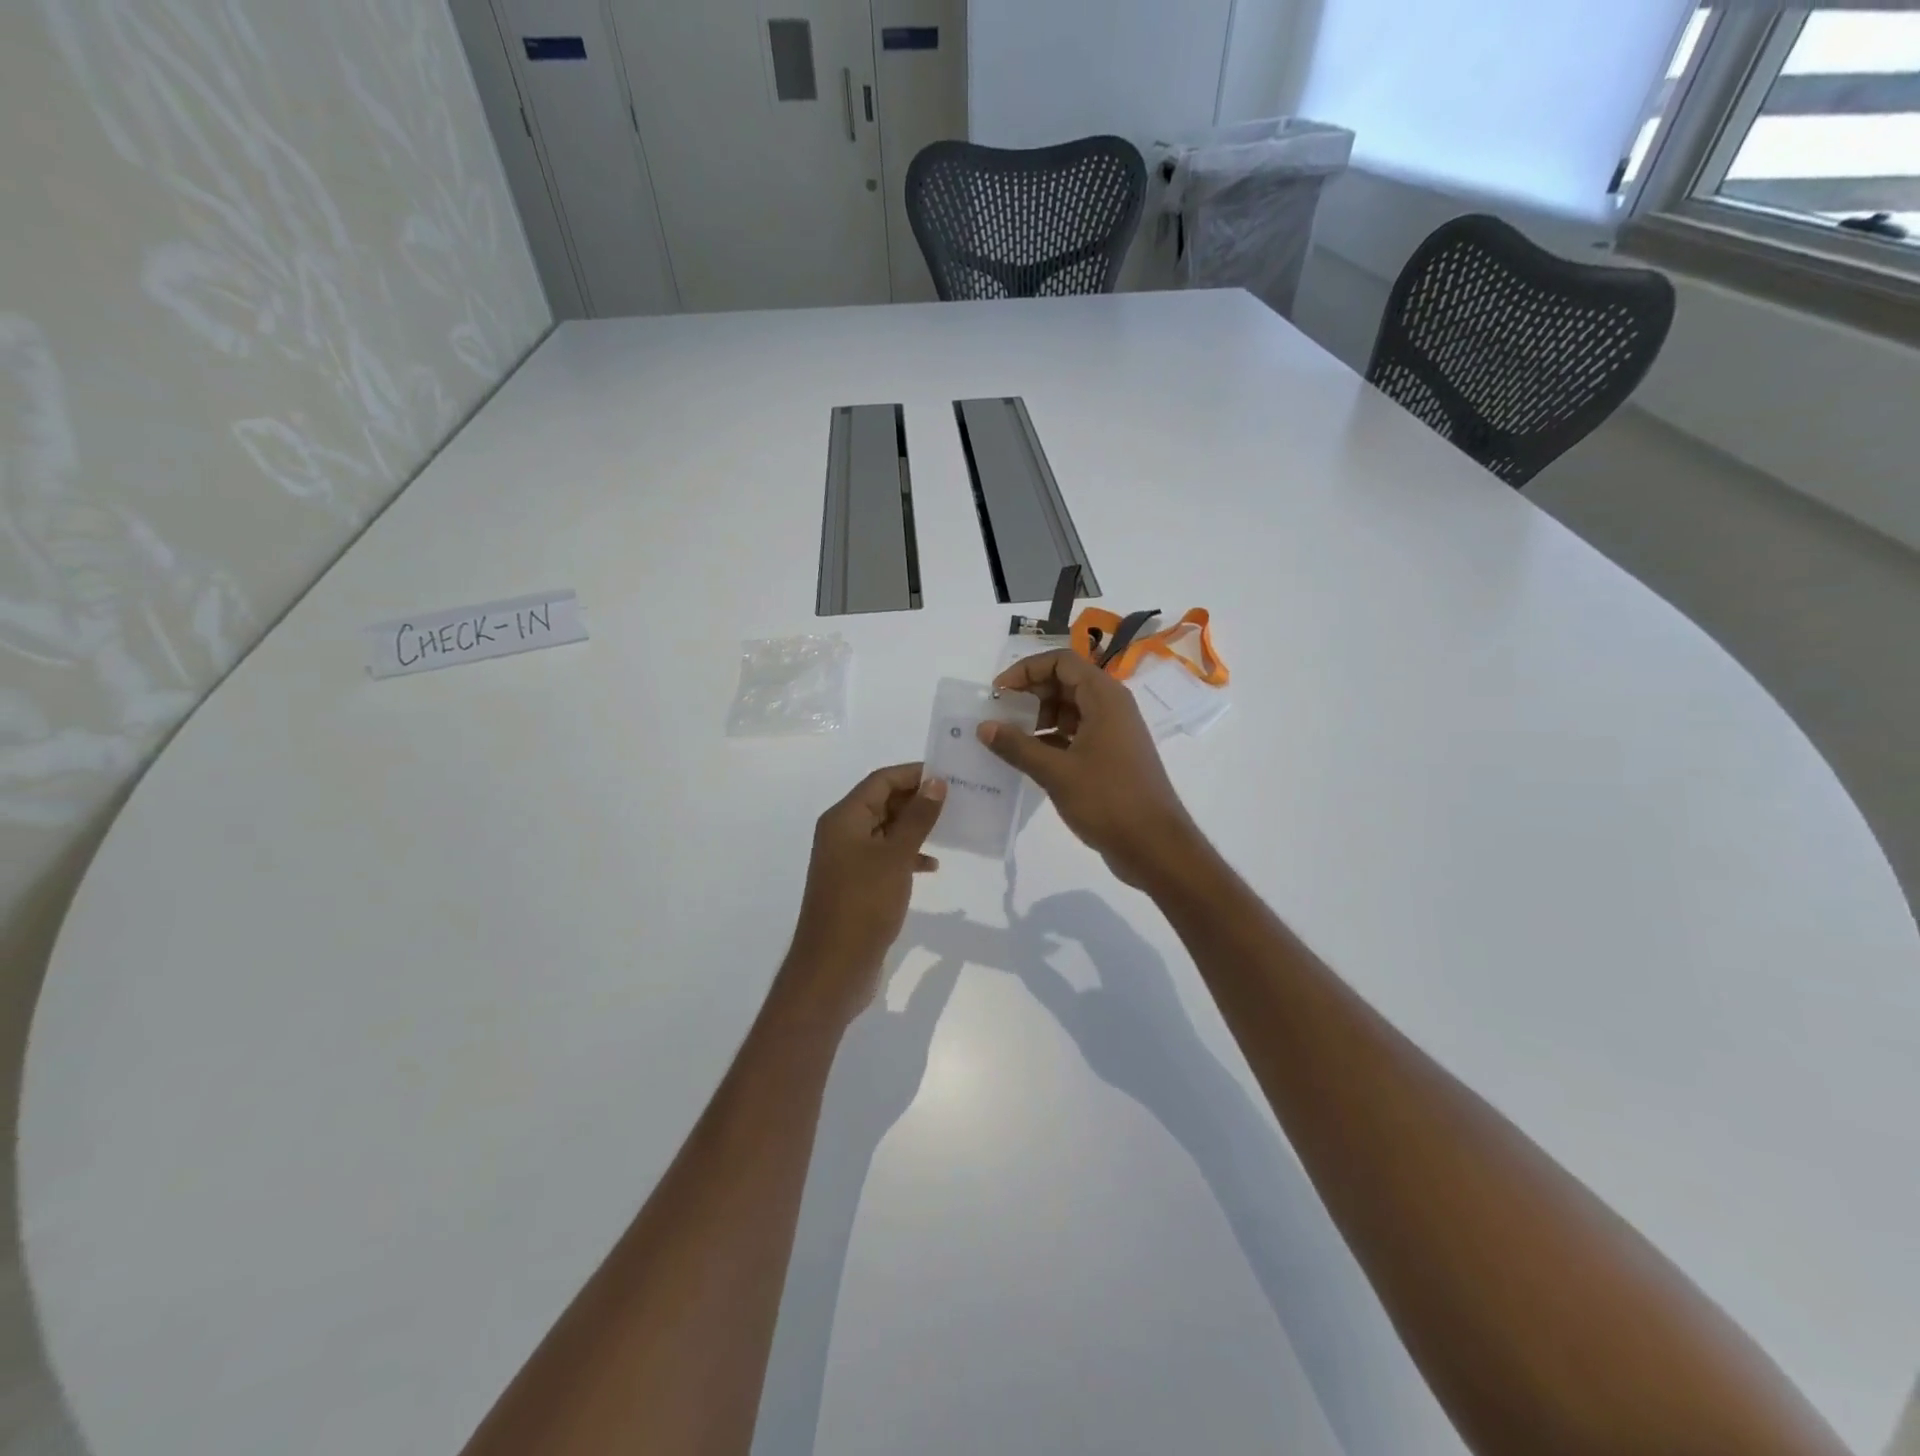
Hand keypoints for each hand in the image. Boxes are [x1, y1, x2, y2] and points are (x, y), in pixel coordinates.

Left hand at [781, 764, 946, 1023]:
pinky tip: (932, 866)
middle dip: (917, 799)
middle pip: (882, 802)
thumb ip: (917, 818)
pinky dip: (908, 856)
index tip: (949, 774)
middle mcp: (842, 833)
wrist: (834, 968)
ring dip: (915, 828)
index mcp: (844, 819)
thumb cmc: (863, 905)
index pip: (880, 780)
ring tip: (951, 827)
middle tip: (958, 799)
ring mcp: (848, 860)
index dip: (913, 773)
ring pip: (886, 830)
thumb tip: (936, 782)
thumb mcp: (895, 857)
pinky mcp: (858, 885)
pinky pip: (886, 857)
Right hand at [979, 650, 1201, 888]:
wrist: (1154, 846)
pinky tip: (1028, 759)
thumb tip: (984, 726)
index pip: (1061, 662)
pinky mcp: (1110, 756)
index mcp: (1104, 697)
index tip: (998, 694)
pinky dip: (1051, 740)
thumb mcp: (1056, 771)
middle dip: (1030, 695)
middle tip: (999, 717)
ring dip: (1039, 718)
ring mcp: (1112, 732)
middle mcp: (1111, 707)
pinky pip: (1076, 734)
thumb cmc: (1108, 800)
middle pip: (1065, 683)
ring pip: (1070, 710)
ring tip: (1009, 740)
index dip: (1026, 671)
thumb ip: (1017, 746)